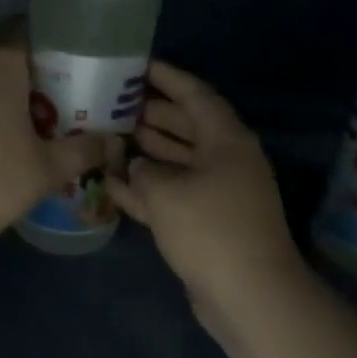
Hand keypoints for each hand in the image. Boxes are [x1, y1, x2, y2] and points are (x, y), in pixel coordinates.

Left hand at [0, 21, 112, 235]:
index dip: (38, 32)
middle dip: (32, 72)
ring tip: (38, 117)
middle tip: (62, 89)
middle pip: (3, 61)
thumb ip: (85, 151)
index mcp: (0, 77)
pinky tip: (4, 143)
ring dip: (9, 97)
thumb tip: (114, 142)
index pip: (15, 31)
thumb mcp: (51, 169)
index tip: (62, 46)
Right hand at [105, 61, 306, 323]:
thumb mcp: (166, 191)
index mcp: (226, 140)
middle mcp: (224, 160)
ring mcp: (216, 193)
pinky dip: (146, 189)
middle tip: (114, 102)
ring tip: (109, 136)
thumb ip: (143, 172)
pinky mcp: (205, 223)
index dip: (167, 78)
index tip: (138, 65)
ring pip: (176, 162)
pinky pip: (172, 194)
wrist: (247, 292)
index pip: (195, 95)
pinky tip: (114, 184)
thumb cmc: (210, 229)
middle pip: (185, 127)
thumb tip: (134, 168)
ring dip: (146, 151)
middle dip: (151, 114)